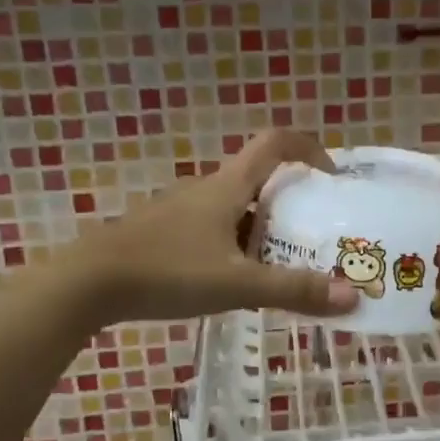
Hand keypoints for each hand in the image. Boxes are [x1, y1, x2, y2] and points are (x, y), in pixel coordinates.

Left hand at [77, 130, 359, 325]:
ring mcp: (180, 210)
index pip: (275, 143)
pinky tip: (235, 282)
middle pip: (259, 180)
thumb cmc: (167, 272)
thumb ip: (294, 291)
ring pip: (235, 209)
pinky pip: (213, 229)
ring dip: (264, 228)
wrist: (86, 283)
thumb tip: (353, 297)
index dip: (309, 149)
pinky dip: (236, 245)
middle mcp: (206, 189)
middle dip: (292, 203)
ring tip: (283, 266)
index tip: (332, 178)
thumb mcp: (237, 285)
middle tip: (316, 235)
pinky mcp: (163, 233)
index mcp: (228, 186)